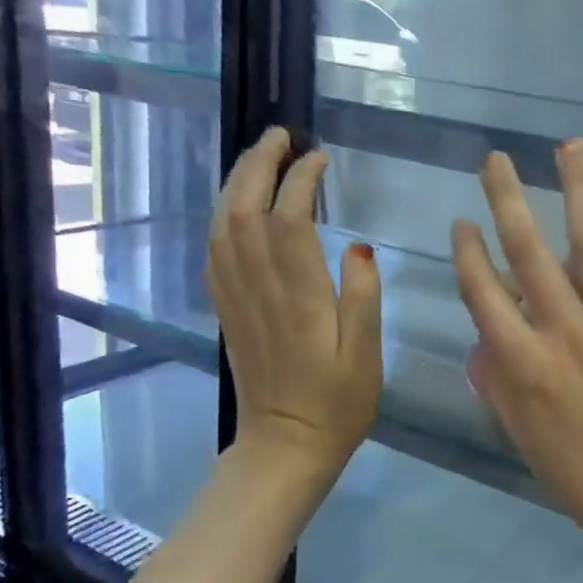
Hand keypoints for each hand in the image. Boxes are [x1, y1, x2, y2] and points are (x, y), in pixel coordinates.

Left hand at [208, 127, 381, 474]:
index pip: (289, 221)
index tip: (320, 157)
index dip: (300, 180)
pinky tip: (237, 205)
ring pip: (223, 227)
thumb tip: (360, 245)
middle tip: (281, 135)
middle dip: (258, 166)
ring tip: (259, 156)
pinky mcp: (228, 311)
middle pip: (244, 212)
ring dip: (236, 184)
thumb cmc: (339, 402)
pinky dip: (223, 217)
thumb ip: (364, 296)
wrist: (285, 447)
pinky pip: (215, 252)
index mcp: (299, 299)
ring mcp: (236, 300)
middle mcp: (260, 291)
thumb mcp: (367, 354)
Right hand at [452, 141, 582, 582]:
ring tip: (570, 146)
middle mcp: (568, 337)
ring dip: (579, 191)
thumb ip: (501, 392)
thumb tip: (480, 343)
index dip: (470, 254)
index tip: (463, 222)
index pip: (485, 295)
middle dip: (508, 201)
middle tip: (497, 158)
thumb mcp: (532, 447)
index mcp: (528, 368)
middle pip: (530, 255)